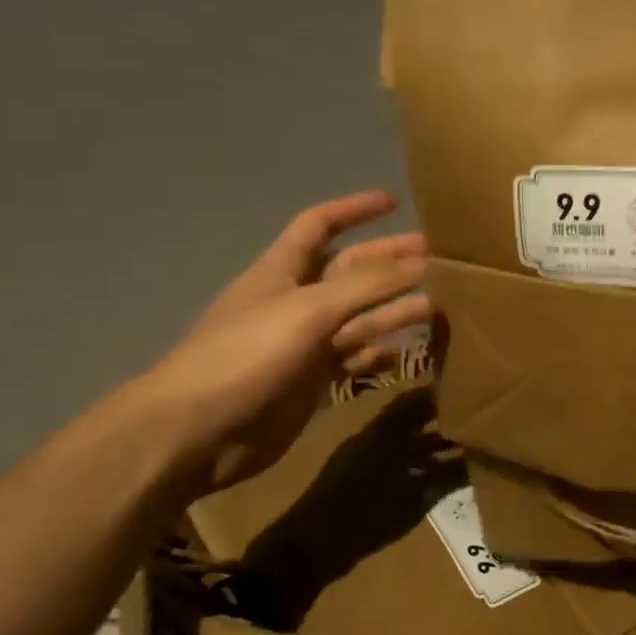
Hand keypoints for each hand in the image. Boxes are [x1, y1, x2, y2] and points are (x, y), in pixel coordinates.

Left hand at [137, 191, 429, 497]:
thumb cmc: (248, 354)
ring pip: (359, 318)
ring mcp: (303, 343)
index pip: (319, 225)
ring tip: (439, 307)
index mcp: (283, 270)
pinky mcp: (309, 382)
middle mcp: (296, 300)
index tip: (393, 202)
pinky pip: (353, 361)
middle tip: (438, 261)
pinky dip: (377, 356)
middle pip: (351, 272)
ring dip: (395, 310)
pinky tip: (403, 355)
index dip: (353, 209)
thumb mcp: (311, 309)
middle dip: (391, 263)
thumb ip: (368, 285)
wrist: (196, 432)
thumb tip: (422, 263)